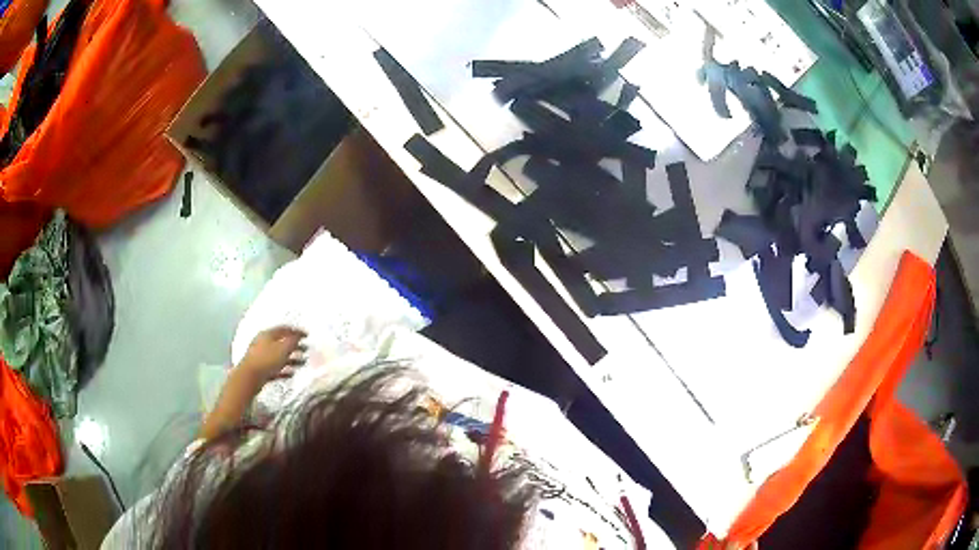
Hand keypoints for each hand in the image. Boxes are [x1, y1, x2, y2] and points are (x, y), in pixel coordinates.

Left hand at [238, 326, 307, 384]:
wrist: (250, 377)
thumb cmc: (267, 360)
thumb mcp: (283, 348)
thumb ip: (293, 341)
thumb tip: (299, 336)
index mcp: (268, 334)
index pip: (284, 329)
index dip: (296, 331)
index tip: (307, 335)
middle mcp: (263, 343)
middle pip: (281, 342)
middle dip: (294, 346)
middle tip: (306, 349)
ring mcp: (261, 356)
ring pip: (279, 356)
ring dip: (291, 359)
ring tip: (302, 363)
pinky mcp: (261, 369)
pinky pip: (275, 368)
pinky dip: (284, 370)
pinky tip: (292, 374)